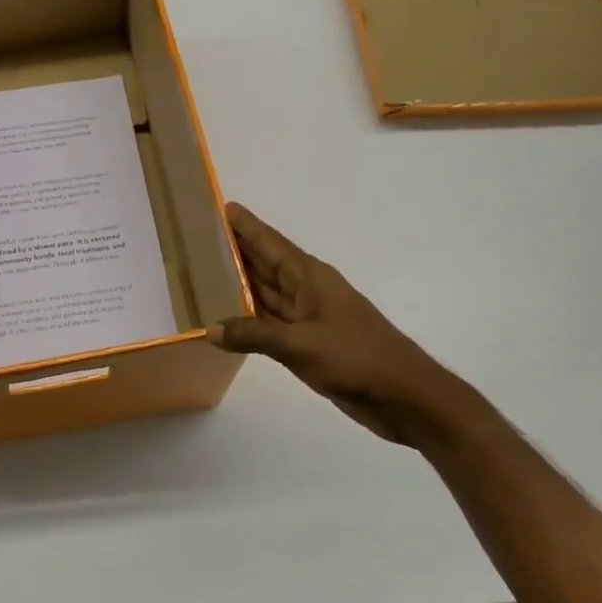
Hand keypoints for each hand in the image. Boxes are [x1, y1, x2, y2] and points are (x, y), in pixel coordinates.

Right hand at [207, 203, 466, 444]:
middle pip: (265, 264)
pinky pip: (270, 322)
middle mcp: (307, 291)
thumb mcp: (300, 344)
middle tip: (198, 239)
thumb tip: (211, 329)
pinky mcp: (308, 343)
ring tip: (202, 273)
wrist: (403, 395)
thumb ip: (254, 335)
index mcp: (310, 278)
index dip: (246, 226)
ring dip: (238, 285)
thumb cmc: (356, 357)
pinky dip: (248, 319)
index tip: (221, 206)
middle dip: (236, 250)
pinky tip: (226, 319)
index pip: (270, 244)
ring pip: (266, 293)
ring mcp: (308, 318)